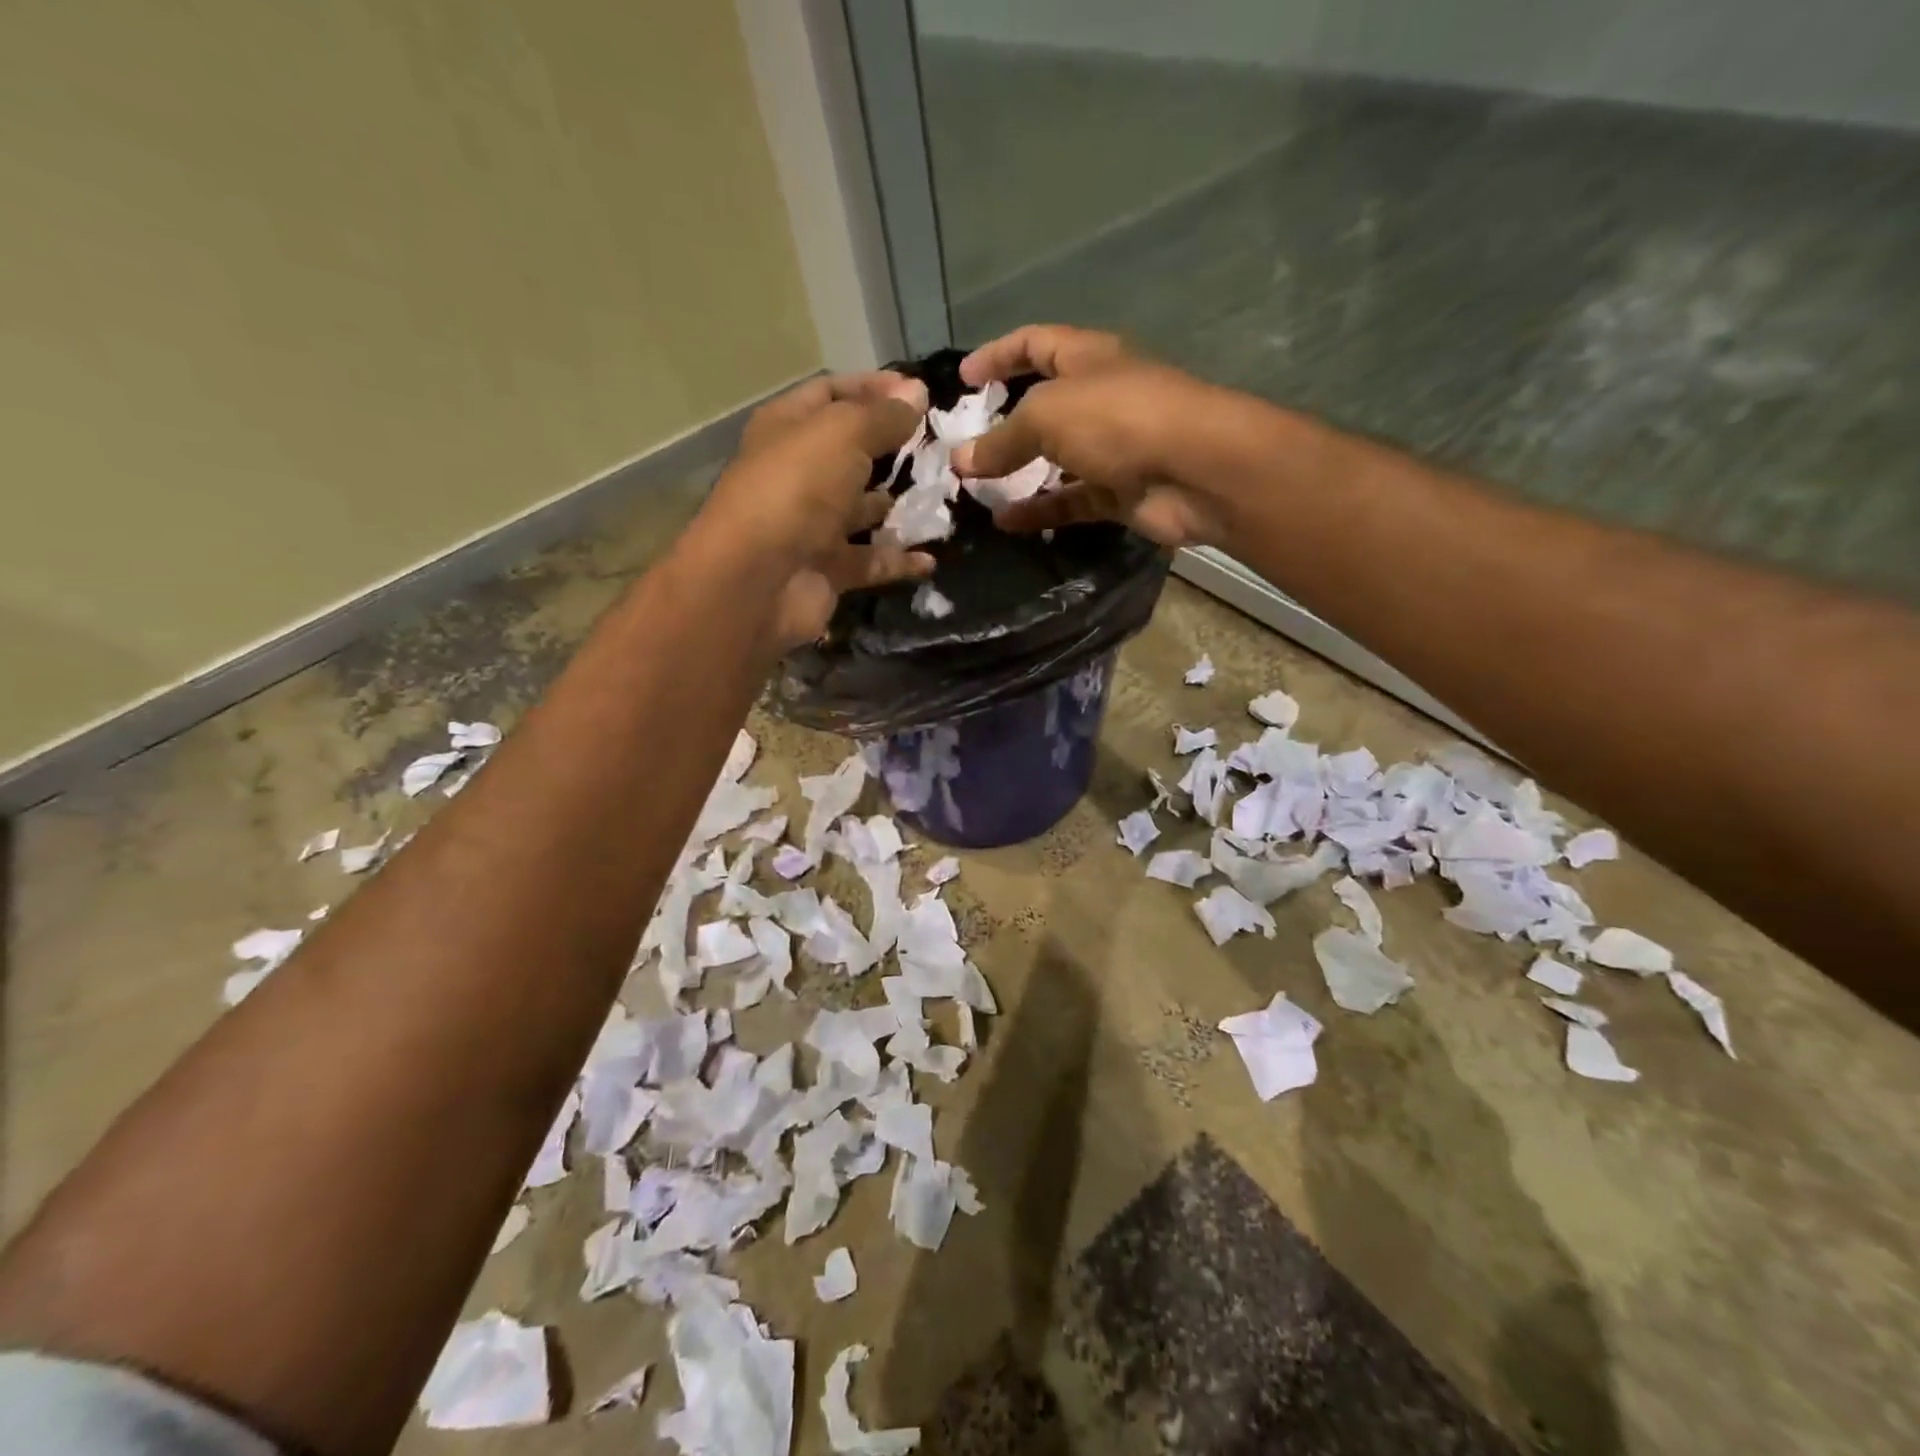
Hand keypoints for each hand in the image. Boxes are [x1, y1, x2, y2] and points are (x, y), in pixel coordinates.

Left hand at [701, 371, 933, 647]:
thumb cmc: (797, 489)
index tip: (922, 394)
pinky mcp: (828, 569)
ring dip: (900, 505)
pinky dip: (898, 560)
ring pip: (863, 509)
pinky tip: (931, 557)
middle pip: (851, 452)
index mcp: (788, 428)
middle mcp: (798, 473)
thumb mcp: (844, 434)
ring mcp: (813, 524)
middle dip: (894, 448)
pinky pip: (871, 560)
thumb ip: (883, 415)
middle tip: (941, 447)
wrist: (758, 580)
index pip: (832, 394)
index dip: (874, 388)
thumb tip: (917, 394)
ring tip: (944, 497)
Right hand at [951, 325, 1236, 549]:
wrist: (1196, 471)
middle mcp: (1100, 398)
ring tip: (975, 490)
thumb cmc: (1120, 420)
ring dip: (1017, 474)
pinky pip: (1070, 501)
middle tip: (963, 446)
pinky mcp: (1119, 492)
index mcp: (1088, 358)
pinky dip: (1039, 511)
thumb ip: (1002, 439)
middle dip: (1002, 424)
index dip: (997, 355)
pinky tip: (1005, 524)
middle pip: (1043, 406)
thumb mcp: (1048, 416)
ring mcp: (1112, 448)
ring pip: (1054, 460)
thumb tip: (961, 460)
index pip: (1034, 344)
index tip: (961, 380)